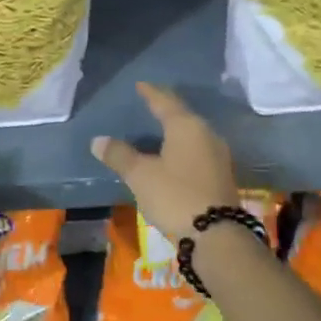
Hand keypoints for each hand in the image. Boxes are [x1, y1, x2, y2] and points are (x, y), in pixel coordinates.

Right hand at [90, 83, 241, 240]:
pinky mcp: (221, 175)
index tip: (140, 85)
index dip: (151, 93)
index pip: (165, 102)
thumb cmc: (175, 196)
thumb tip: (98, 140)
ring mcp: (218, 155)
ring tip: (160, 128)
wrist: (216, 236)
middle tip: (149, 103)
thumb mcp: (141, 175)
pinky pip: (198, 151)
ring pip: (192, 134)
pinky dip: (183, 147)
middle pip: (182, 115)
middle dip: (165, 109)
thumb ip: (120, 155)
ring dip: (175, 129)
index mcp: (186, 126)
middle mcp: (206, 134)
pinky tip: (174, 155)